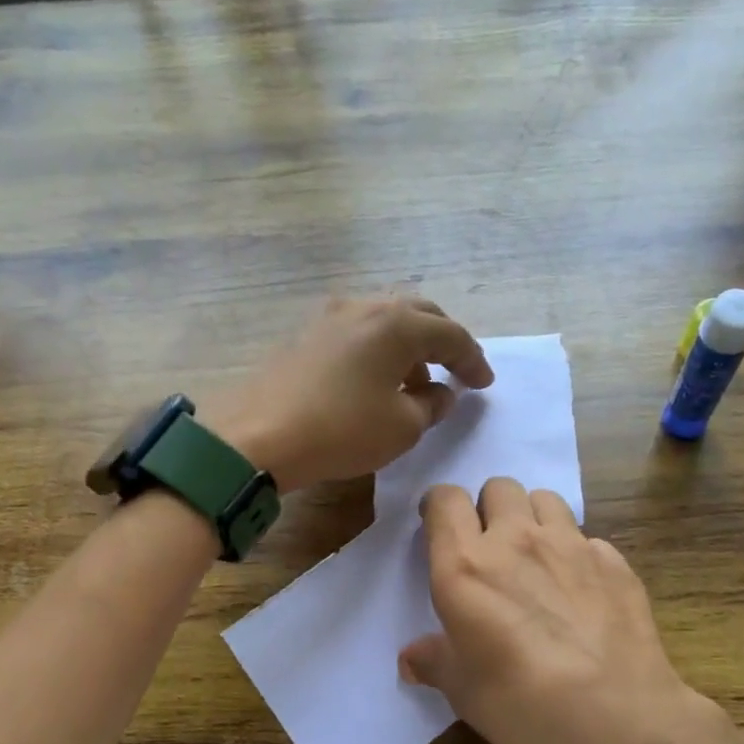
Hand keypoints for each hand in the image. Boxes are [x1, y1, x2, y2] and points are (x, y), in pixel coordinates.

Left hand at [201, 298, 491, 493]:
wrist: (259, 435)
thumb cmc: (342, 430)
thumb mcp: (402, 427)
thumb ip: (431, 405)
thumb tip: (441, 393)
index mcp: (397, 325)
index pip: (451, 336)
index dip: (473, 361)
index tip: (484, 385)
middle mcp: (365, 308)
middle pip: (418, 314)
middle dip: (443, 341)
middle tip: (456, 369)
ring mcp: (329, 317)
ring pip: (384, 320)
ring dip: (408, 345)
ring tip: (415, 379)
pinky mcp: (304, 335)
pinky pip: (356, 333)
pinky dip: (377, 350)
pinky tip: (374, 379)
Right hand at [399, 477, 719, 743]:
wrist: (612, 716)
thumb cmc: (519, 702)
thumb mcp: (462, 689)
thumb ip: (434, 661)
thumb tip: (410, 658)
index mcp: (466, 565)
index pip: (446, 500)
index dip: (440, 506)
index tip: (440, 527)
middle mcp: (517, 540)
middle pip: (499, 487)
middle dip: (490, 508)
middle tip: (492, 546)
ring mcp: (571, 545)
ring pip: (546, 499)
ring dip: (534, 518)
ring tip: (537, 556)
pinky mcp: (614, 562)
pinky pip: (588, 539)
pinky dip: (578, 554)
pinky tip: (582, 590)